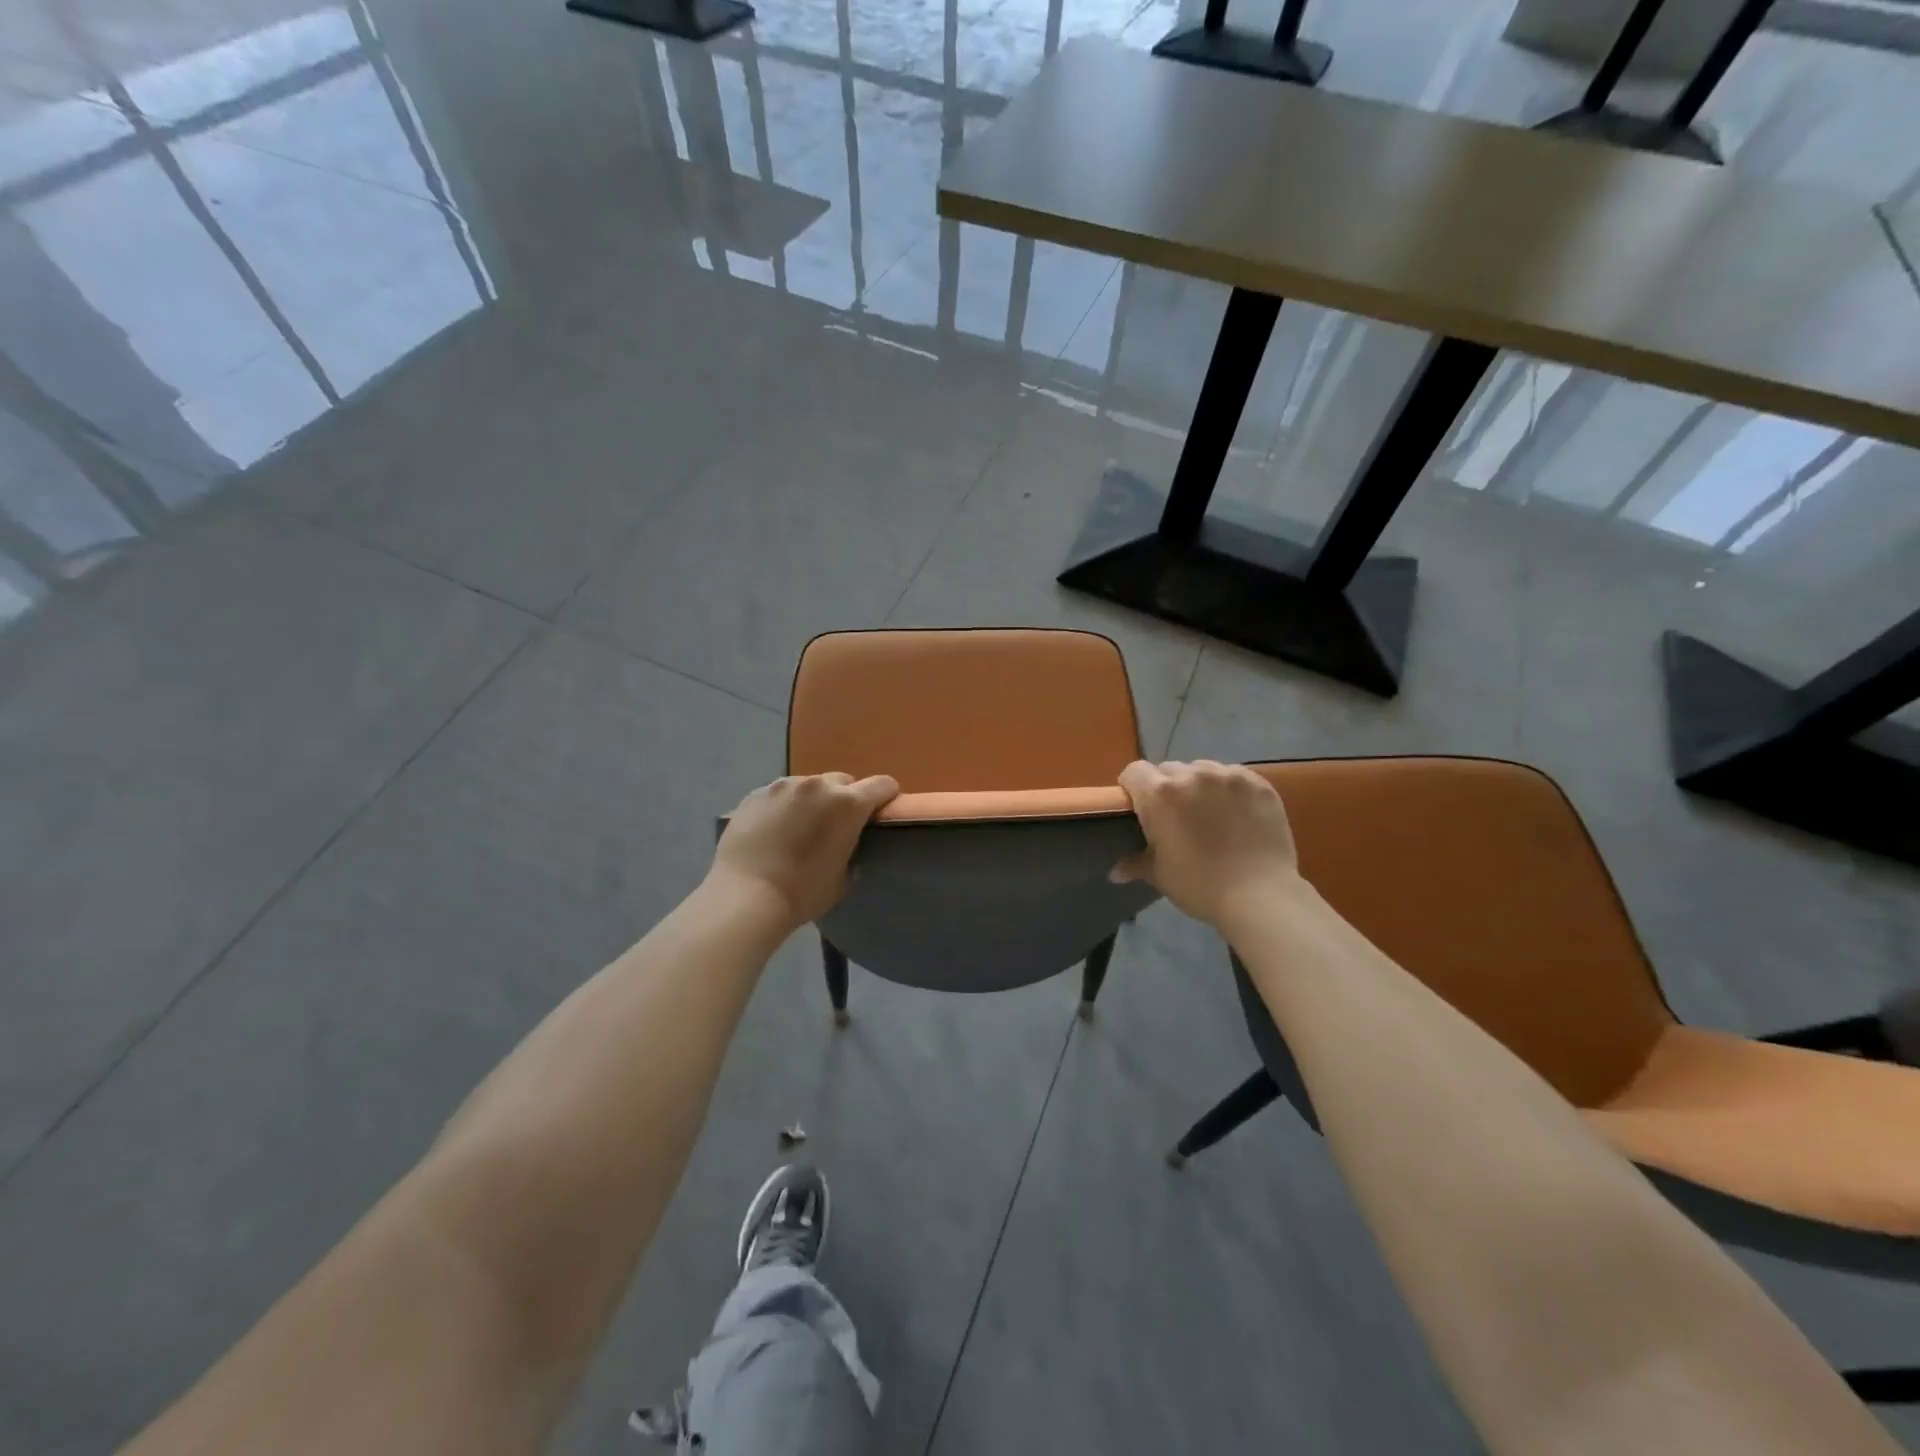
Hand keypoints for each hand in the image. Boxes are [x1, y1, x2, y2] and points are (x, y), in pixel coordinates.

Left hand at [710, 772, 898, 927]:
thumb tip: (847, 845)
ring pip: (809, 785)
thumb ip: (852, 852)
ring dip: (812, 800)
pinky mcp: (756, 793)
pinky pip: (780, 793)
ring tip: (799, 827)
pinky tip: (773, 829)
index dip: (886, 796)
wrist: (745, 896)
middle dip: (845, 799)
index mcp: (848, 805)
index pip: (882, 785)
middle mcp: (818, 785)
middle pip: (844, 781)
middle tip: (835, 825)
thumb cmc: (802, 893)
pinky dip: (784, 805)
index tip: (880, 812)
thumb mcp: (843, 878)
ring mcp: (784, 786)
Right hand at [1113, 760, 1303, 928]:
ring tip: (1210, 813)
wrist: (1260, 896)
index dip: (1133, 788)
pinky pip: (1233, 777)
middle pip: (1168, 769)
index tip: (1139, 809)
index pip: (1134, 772)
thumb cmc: (1200, 885)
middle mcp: (1191, 775)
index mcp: (1160, 794)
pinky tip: (1237, 814)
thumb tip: (1115, 872)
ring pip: (1202, 769)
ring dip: (1199, 786)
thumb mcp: (1160, 875)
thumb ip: (1135, 864)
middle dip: (1167, 788)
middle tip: (1176, 817)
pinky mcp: (1258, 783)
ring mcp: (1227, 776)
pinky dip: (1229, 790)